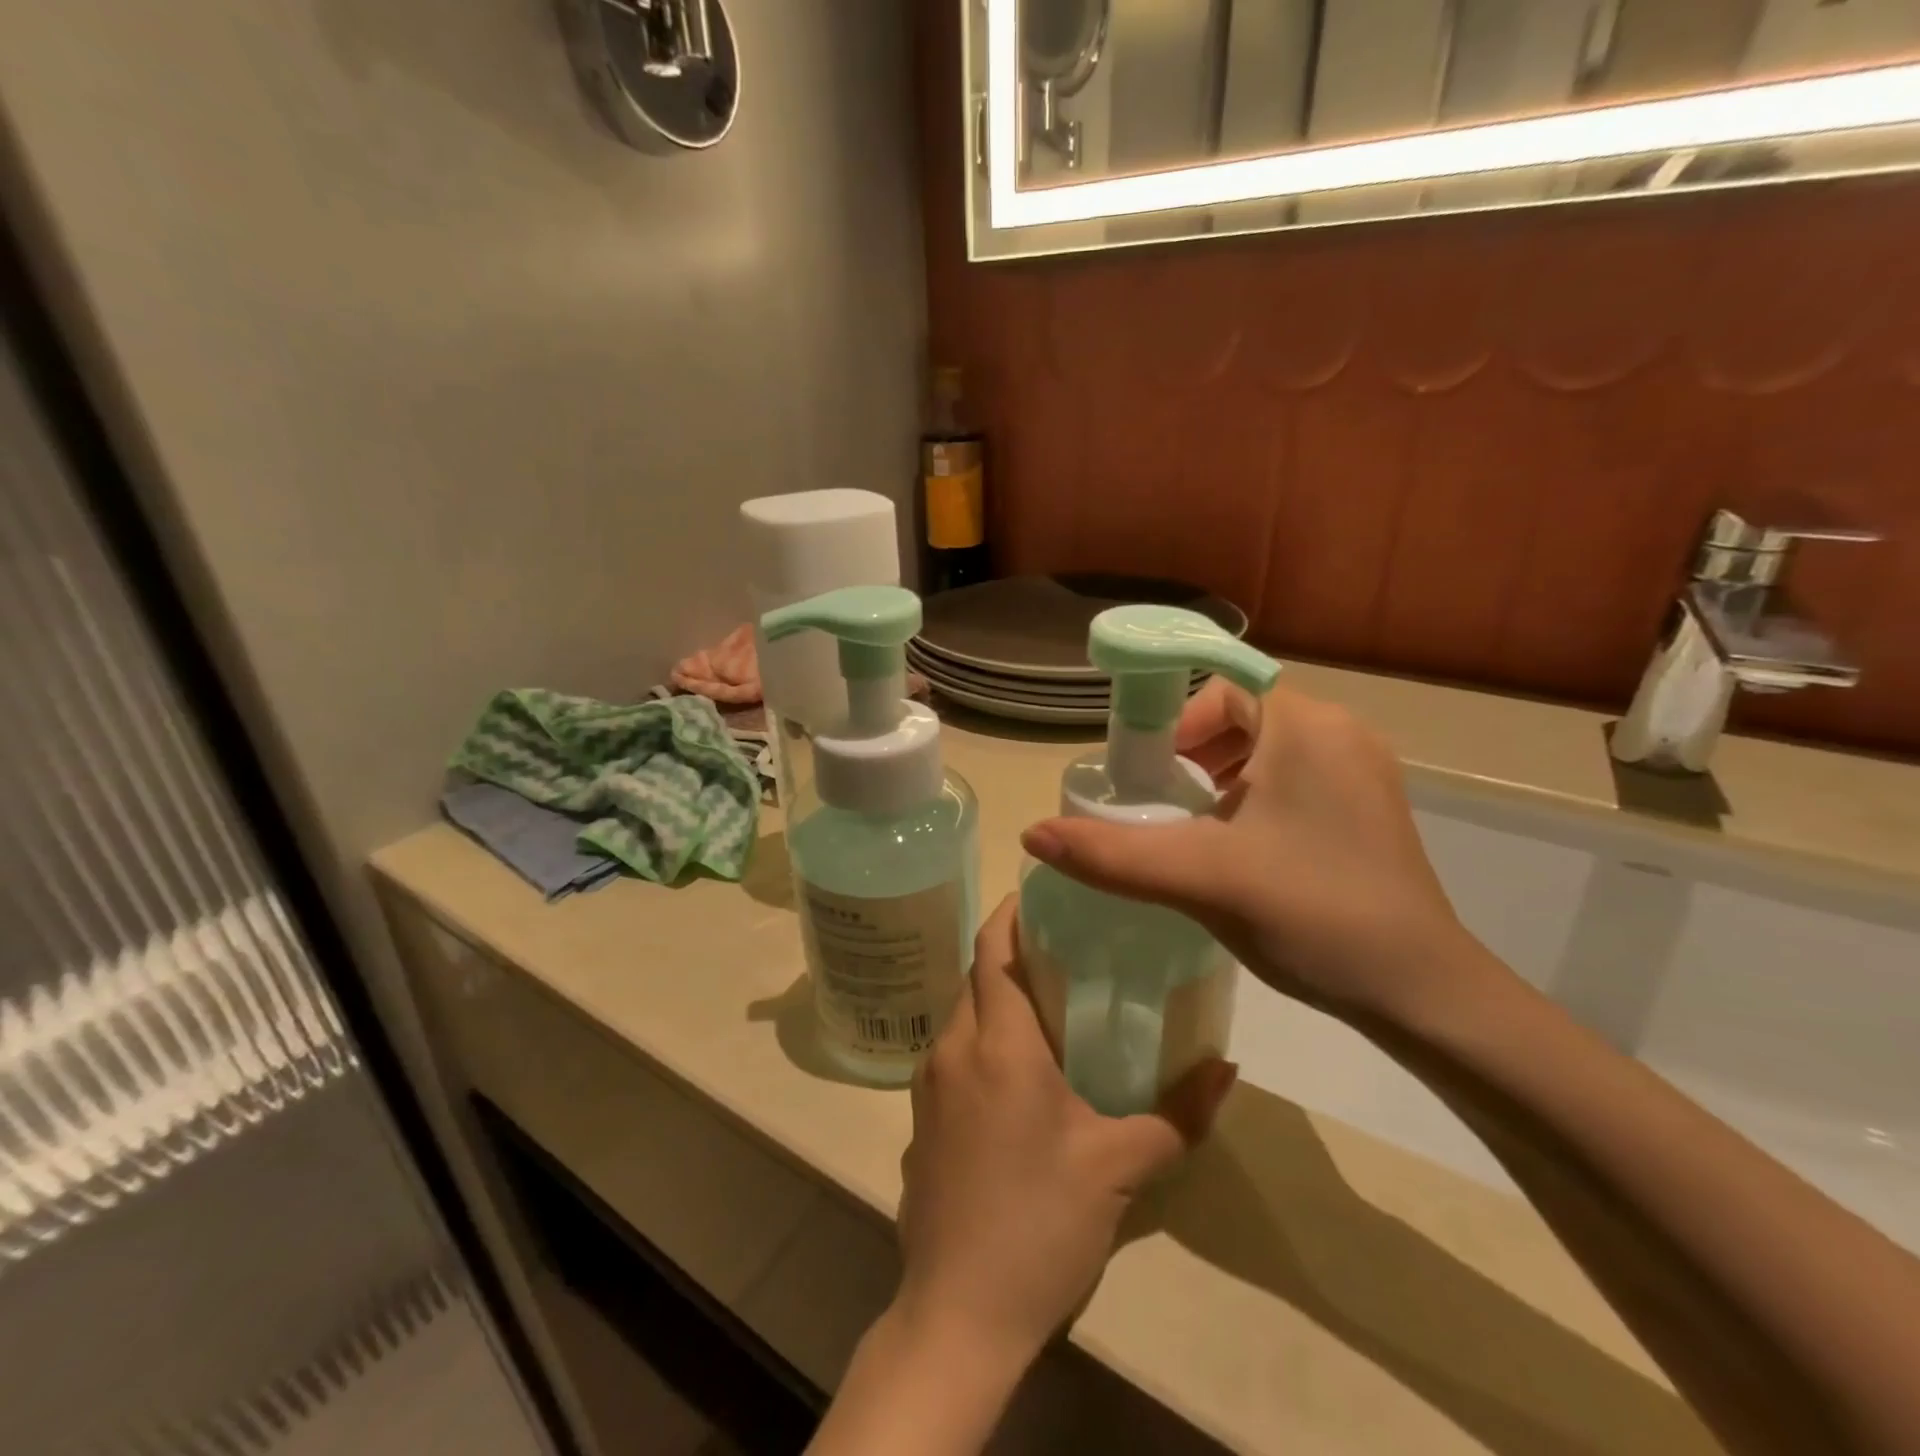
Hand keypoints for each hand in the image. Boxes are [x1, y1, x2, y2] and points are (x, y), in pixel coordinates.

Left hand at [894, 896, 1235, 1366]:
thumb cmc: (1041, 1226)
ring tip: (1048, 1002)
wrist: (957, 1314)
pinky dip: (980, 1038)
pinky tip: (1015, 1070)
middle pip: (976, 976)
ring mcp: (927, 1084)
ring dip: (995, 997)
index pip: (993, 949)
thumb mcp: (1120, 1168)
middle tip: (1064, 948)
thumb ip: (1179, 1113)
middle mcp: (952, 1048)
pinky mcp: (919, 1118)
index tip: (1044, 894)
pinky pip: (951, 1054)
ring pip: (961, 1014)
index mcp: (997, 1044)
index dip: (1011, 913)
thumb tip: (1228, 1067)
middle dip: (1012, 952)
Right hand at [1020, 679, 1504, 1027]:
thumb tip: (1032, 833)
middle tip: (1158, 803)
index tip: (1142, 771)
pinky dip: (1251, 796)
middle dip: (1189, 753)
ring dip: (1217, 777)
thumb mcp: (1201, 878)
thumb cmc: (1312, 914)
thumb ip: (1112, 854)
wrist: (1421, 993)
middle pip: (1240, 715)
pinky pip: (1292, 777)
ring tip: (1190, 828)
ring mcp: (1360, 771)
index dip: (1169, 719)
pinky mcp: (1367, 808)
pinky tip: (1237, 849)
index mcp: (1307, 725)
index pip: (1220, 684)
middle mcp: (1340, 733)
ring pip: (1266, 749)